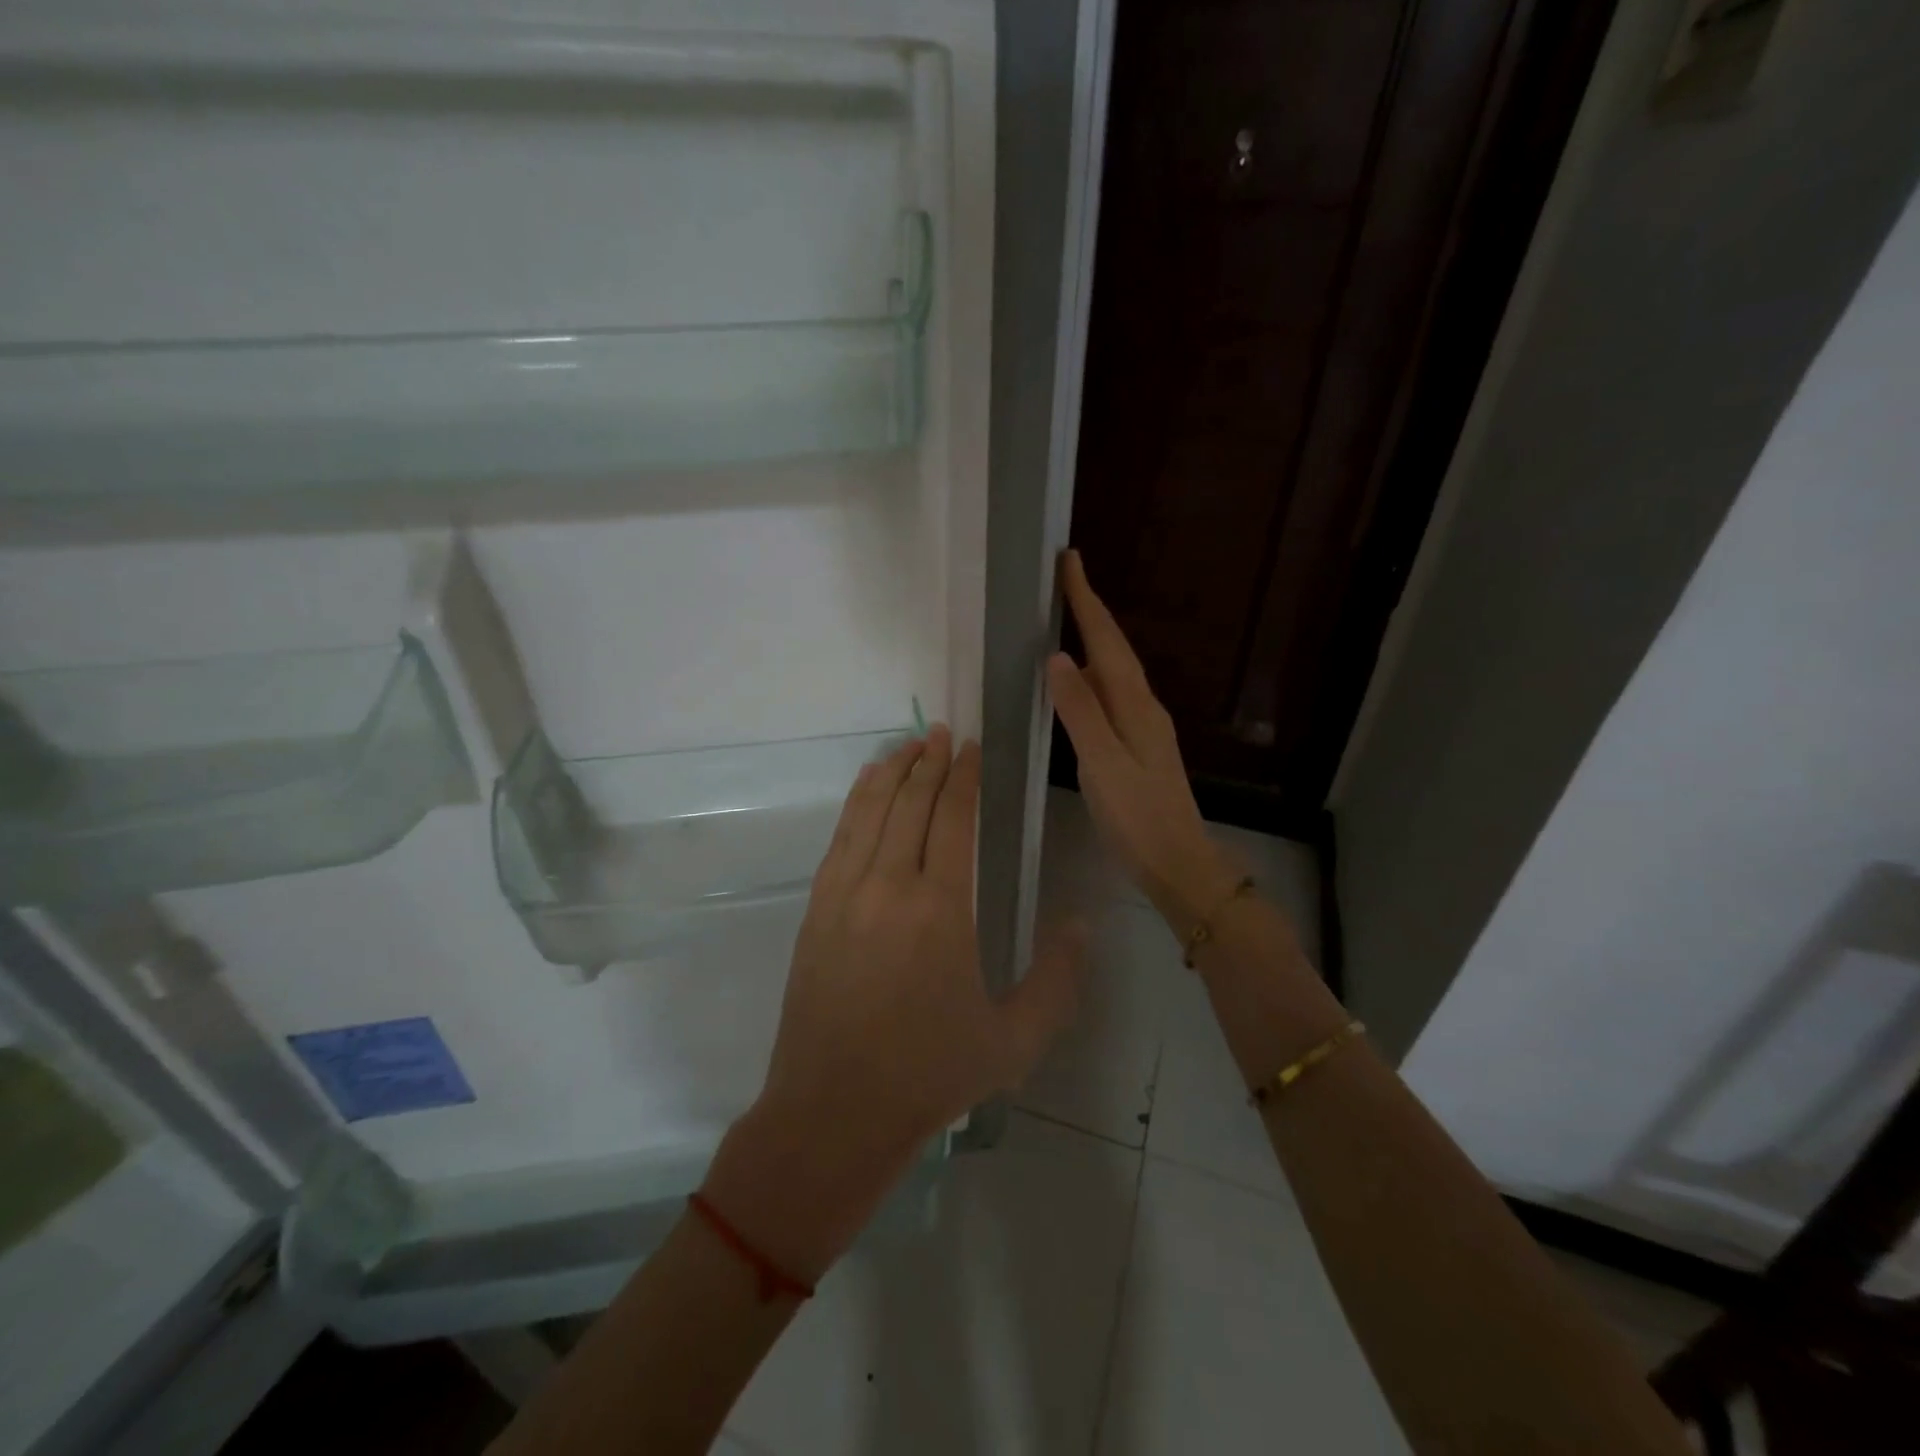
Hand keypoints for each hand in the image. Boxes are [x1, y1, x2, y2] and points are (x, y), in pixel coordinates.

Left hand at [703, 726, 1085, 1281]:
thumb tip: (1081, 923)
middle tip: (946, 733)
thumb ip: (1058, 979)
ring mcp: (844, 894)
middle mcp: (889, 886)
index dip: (966, 777)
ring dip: (892, 771)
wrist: (834, 1112)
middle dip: (931, 761)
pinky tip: (868, 790)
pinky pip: (840, 838)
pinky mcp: (816, 909)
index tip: (975, 748)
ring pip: (870, 811)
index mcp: (941, 910)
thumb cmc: (930, 1075)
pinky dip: (857, 802)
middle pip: (911, 803)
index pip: (954, 819)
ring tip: (910, 744)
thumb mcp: (1016, 1040)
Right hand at [1049, 549, 1240, 928]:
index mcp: (1135, 705)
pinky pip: (1112, 694)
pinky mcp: (1138, 745)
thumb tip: (1059, 657)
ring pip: (1114, 670)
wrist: (1178, 862)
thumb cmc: (1137, 817)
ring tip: (1068, 617)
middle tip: (1065, 579)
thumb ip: (1080, 711)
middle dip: (1090, 610)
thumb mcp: (1102, 764)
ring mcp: (1144, 726)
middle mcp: (1143, 706)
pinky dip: (1093, 674)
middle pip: (1114, 648)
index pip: (1106, 641)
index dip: (1087, 600)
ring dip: (1093, 639)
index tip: (1070, 560)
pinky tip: (1080, 682)